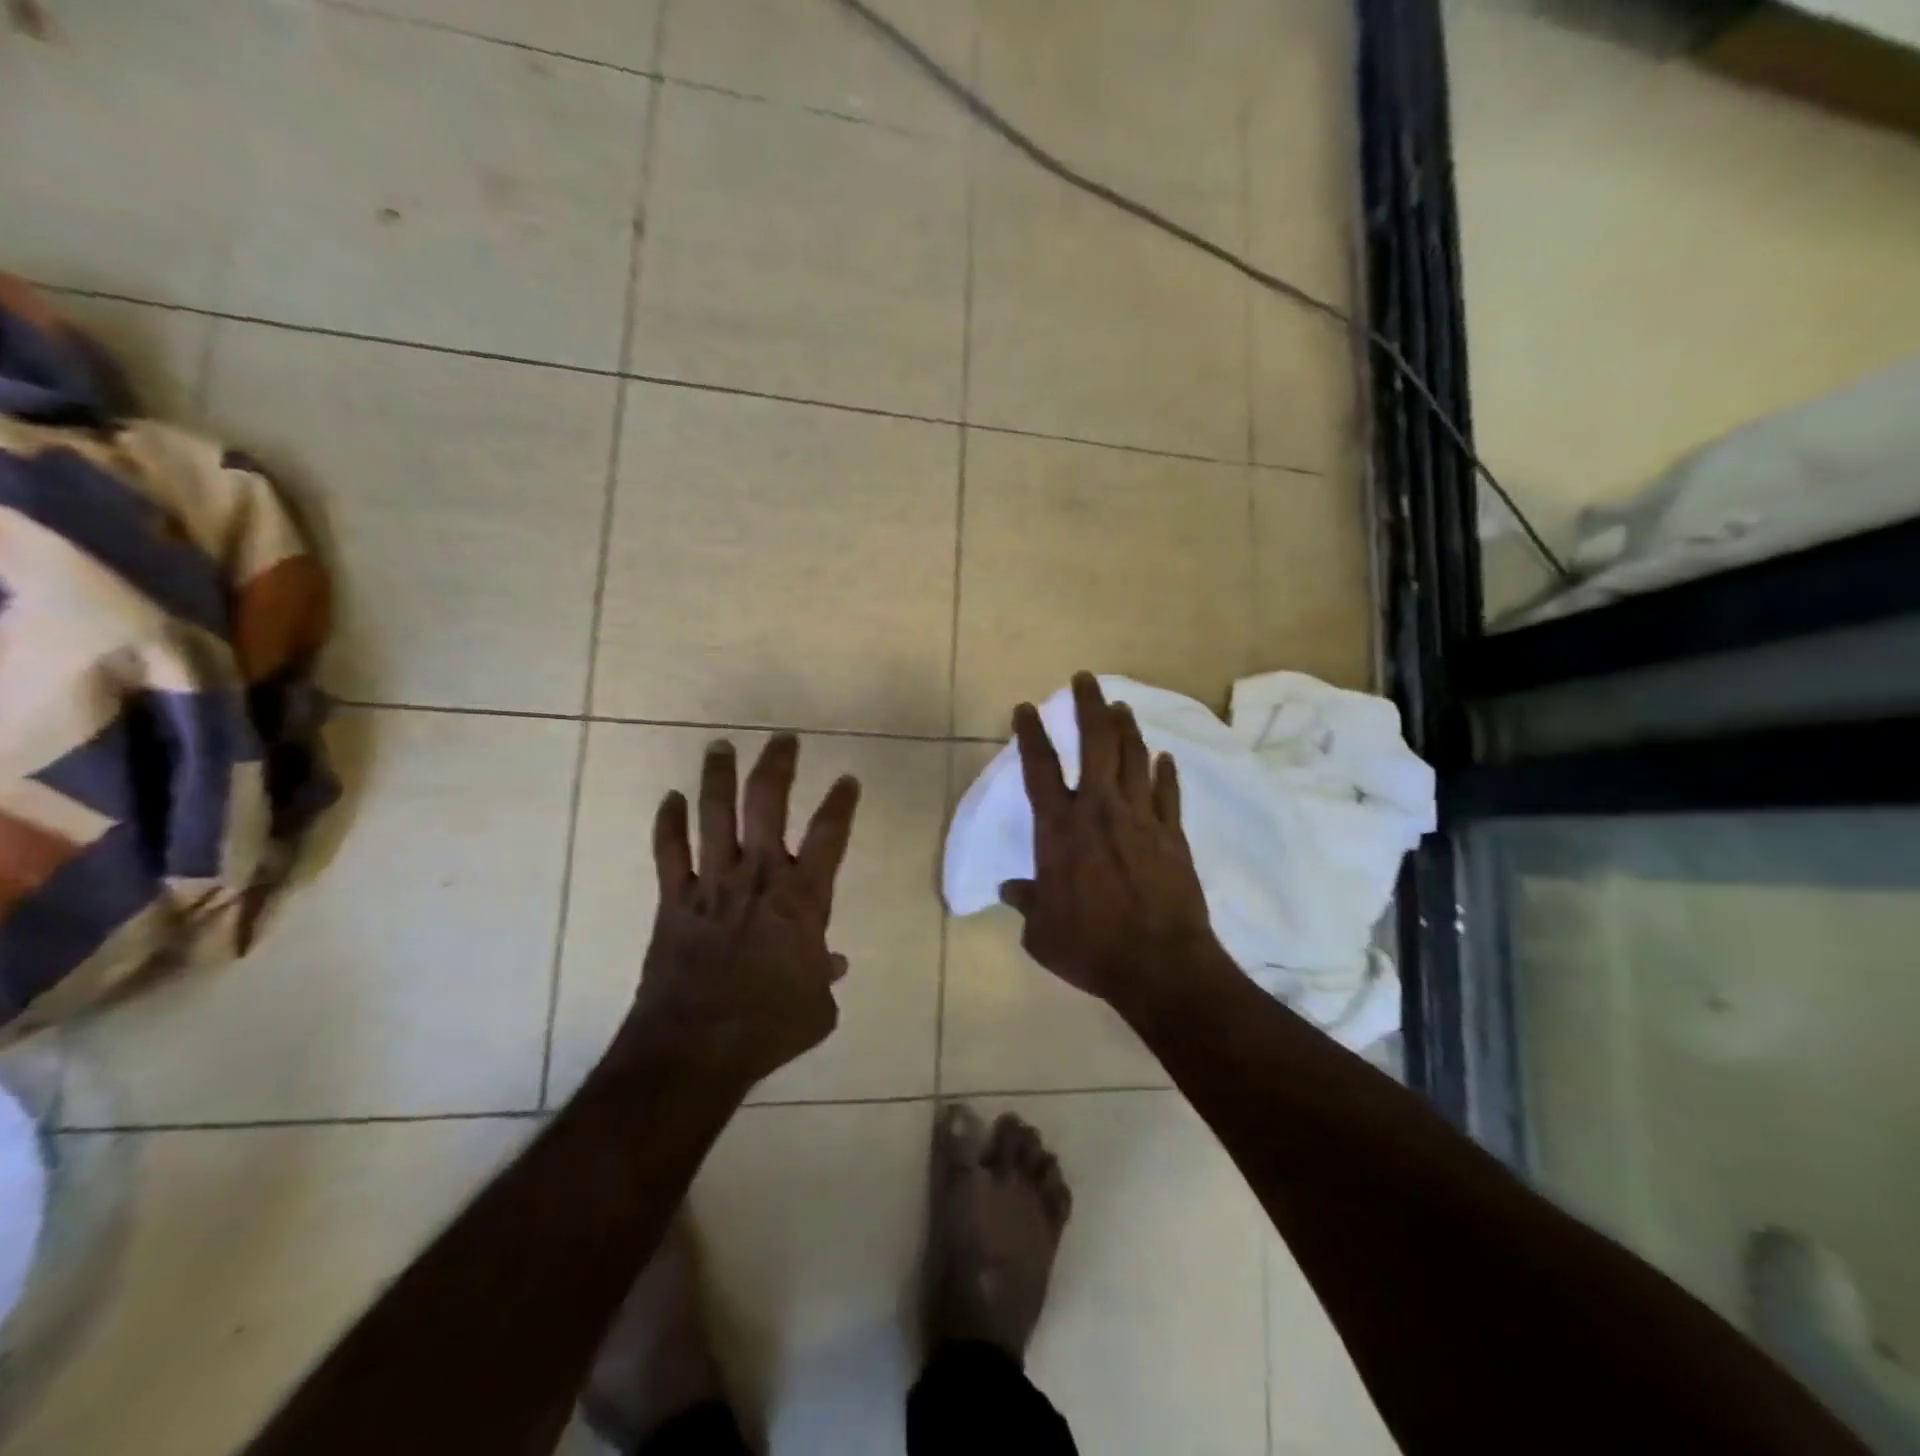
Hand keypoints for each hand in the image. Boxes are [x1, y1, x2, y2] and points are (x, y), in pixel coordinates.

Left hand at [620, 735, 859, 1092]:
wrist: (696, 1049)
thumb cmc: (769, 1028)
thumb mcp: (817, 1009)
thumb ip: (825, 978)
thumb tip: (831, 964)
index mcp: (803, 899)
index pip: (830, 834)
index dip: (841, 802)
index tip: (847, 780)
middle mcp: (759, 877)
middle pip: (767, 803)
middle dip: (777, 765)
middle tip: (783, 739)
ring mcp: (713, 884)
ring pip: (715, 814)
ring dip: (718, 777)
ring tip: (721, 746)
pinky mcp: (675, 900)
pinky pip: (669, 852)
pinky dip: (669, 823)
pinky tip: (671, 799)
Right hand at [999, 674, 1227, 1013]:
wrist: (1159, 965)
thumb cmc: (1089, 948)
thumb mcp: (1041, 932)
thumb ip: (1026, 903)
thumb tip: (1010, 889)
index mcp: (1059, 829)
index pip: (1040, 768)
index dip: (1031, 734)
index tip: (1026, 708)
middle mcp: (1099, 811)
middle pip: (1095, 744)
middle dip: (1088, 707)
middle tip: (1085, 680)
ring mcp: (1141, 819)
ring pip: (1134, 758)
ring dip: (1126, 728)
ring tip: (1120, 706)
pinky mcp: (1172, 835)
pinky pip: (1168, 793)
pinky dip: (1165, 773)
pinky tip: (1165, 758)